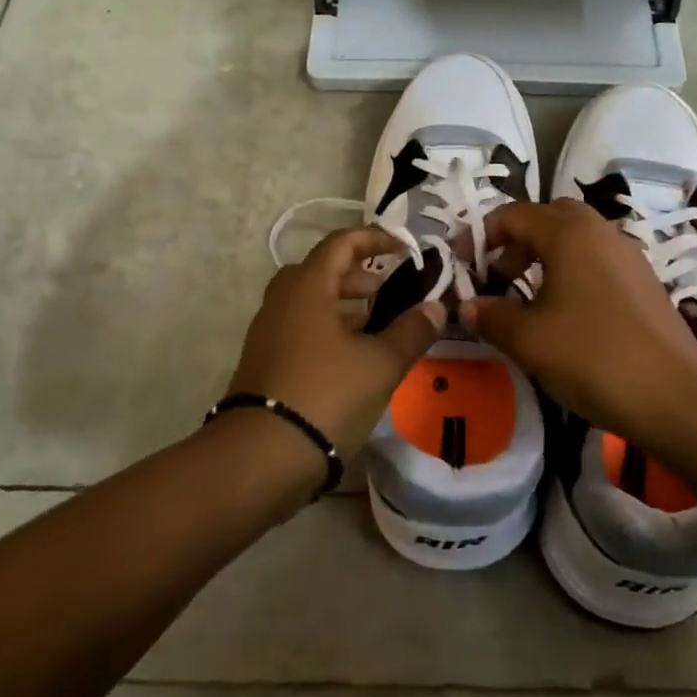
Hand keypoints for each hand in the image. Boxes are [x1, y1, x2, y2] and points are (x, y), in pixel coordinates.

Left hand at [229, 227, 444, 458]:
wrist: (261, 457)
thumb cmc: (326, 395)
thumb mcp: (380, 364)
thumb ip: (411, 331)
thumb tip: (435, 307)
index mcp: (307, 288)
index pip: (340, 243)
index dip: (374, 238)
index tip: (403, 248)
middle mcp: (282, 302)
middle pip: (321, 271)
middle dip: (357, 275)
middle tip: (387, 291)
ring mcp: (268, 334)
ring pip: (309, 303)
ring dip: (343, 305)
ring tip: (377, 327)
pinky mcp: (264, 364)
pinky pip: (300, 330)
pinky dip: (328, 331)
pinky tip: (352, 360)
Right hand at [462, 200, 696, 446]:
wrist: (677, 399)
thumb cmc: (593, 358)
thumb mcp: (528, 340)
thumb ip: (490, 315)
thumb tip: (467, 306)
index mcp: (569, 232)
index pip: (513, 214)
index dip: (481, 237)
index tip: (462, 269)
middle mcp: (600, 231)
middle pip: (548, 218)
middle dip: (516, 242)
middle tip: (498, 278)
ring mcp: (628, 256)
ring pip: (575, 240)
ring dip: (543, 258)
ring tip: (526, 301)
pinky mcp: (644, 283)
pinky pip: (596, 261)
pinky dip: (570, 274)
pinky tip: (564, 317)